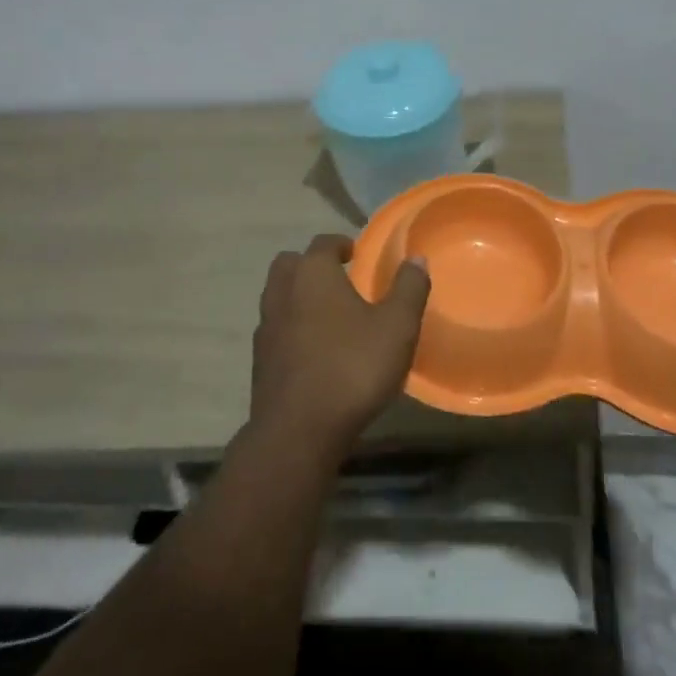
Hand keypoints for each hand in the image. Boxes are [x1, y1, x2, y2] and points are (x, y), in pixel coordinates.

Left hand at [249, 234, 430, 461]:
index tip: (356, 254)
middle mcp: (282, 291)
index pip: (323, 243)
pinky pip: (275, 330)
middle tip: (337, 279)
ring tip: (327, 315)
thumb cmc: (352, 368)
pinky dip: (291, 329)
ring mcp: (266, 327)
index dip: (340, 244)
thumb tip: (416, 258)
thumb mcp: (397, 327)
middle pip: (290, 264)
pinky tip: (313, 351)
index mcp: (313, 273)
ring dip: (298, 297)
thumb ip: (409, 288)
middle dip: (310, 265)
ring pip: (278, 296)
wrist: (298, 432)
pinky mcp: (259, 361)